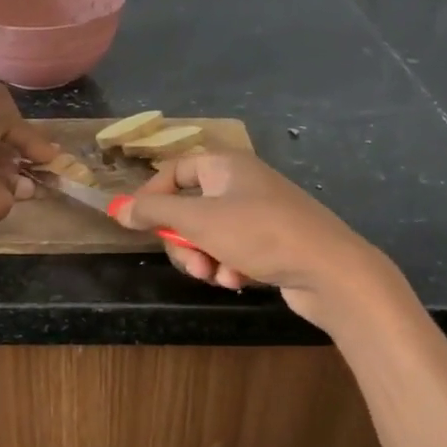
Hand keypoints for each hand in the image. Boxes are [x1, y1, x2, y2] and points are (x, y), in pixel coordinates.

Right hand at [111, 153, 394, 327]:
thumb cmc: (261, 234)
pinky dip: (229, 266)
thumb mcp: (200, 221)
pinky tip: (240, 280)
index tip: (137, 224)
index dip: (152, 196)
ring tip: (219, 275)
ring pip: (208, 235)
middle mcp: (242, 183)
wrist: (331, 270)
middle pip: (189, 209)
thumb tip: (115, 208)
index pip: (175, 171)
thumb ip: (154, 213)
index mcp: (226, 166)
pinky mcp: (271, 242)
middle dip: (184, 241)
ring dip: (206, 258)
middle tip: (192, 263)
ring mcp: (258, 213)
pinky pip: (232, 250)